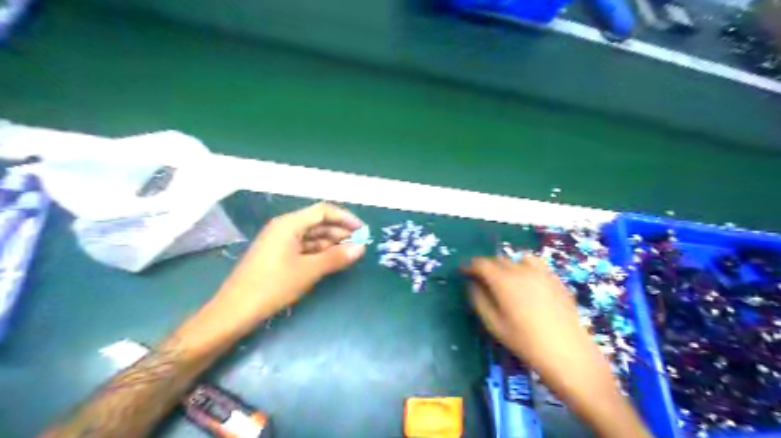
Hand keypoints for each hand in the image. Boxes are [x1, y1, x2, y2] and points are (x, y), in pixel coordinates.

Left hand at [212, 202, 365, 324]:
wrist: (235, 311)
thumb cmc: (272, 286)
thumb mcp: (308, 271)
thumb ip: (336, 257)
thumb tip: (361, 248)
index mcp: (289, 224)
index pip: (323, 211)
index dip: (345, 218)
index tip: (362, 231)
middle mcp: (284, 228)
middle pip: (317, 222)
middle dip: (340, 232)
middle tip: (359, 245)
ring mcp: (279, 241)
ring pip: (311, 236)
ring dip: (331, 243)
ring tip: (348, 254)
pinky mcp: (278, 255)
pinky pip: (303, 247)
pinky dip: (319, 252)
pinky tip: (331, 261)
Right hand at [463, 256, 592, 376]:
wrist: (567, 352)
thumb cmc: (525, 342)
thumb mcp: (494, 325)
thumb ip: (479, 300)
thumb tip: (472, 285)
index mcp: (503, 281)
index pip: (481, 264)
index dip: (470, 265)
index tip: (463, 271)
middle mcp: (521, 270)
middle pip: (498, 259)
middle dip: (487, 266)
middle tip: (481, 279)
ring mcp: (541, 272)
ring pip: (517, 258)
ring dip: (506, 264)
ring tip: (505, 278)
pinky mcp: (555, 278)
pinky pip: (536, 263)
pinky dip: (525, 266)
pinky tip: (527, 280)